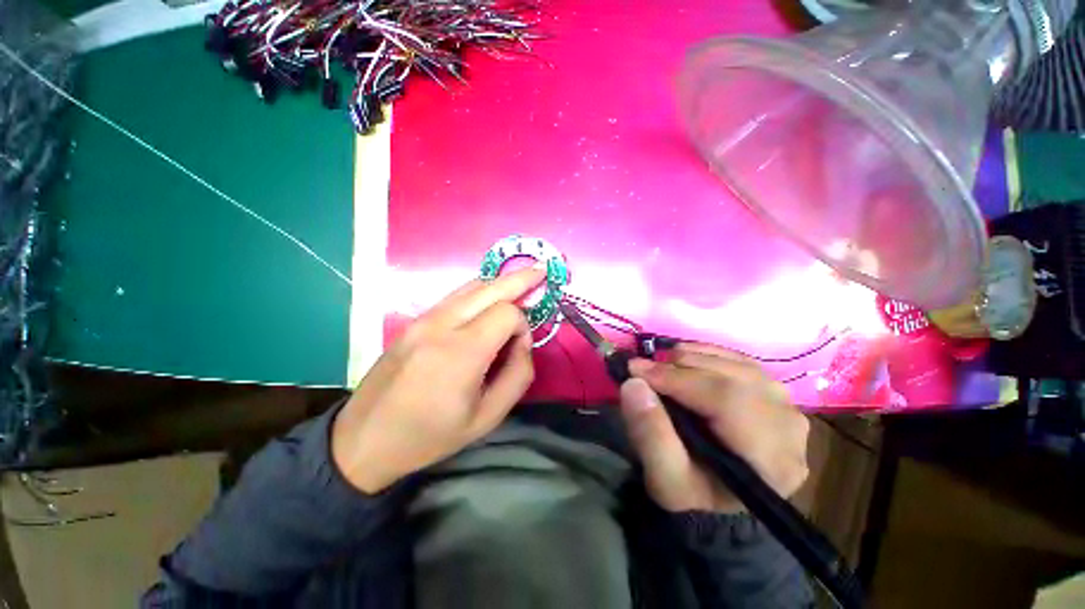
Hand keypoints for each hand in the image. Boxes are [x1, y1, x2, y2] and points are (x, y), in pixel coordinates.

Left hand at [331, 266, 545, 493]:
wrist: (365, 439)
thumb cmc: (431, 435)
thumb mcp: (488, 416)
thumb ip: (518, 375)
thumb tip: (523, 342)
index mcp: (461, 352)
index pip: (507, 314)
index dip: (523, 326)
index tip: (520, 347)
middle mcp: (440, 325)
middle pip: (489, 287)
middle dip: (520, 279)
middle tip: (541, 269)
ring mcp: (422, 319)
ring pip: (471, 286)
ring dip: (499, 284)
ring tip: (520, 282)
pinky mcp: (413, 321)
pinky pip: (454, 297)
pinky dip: (479, 293)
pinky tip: (489, 300)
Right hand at [619, 343, 809, 512]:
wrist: (718, 501)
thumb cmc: (693, 495)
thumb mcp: (665, 479)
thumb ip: (649, 434)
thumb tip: (634, 384)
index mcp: (772, 462)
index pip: (728, 402)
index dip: (678, 380)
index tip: (635, 370)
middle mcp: (789, 429)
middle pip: (736, 379)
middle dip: (682, 367)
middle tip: (643, 367)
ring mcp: (788, 409)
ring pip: (739, 366)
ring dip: (694, 358)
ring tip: (661, 364)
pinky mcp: (775, 396)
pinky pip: (742, 362)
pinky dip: (709, 354)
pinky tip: (685, 357)